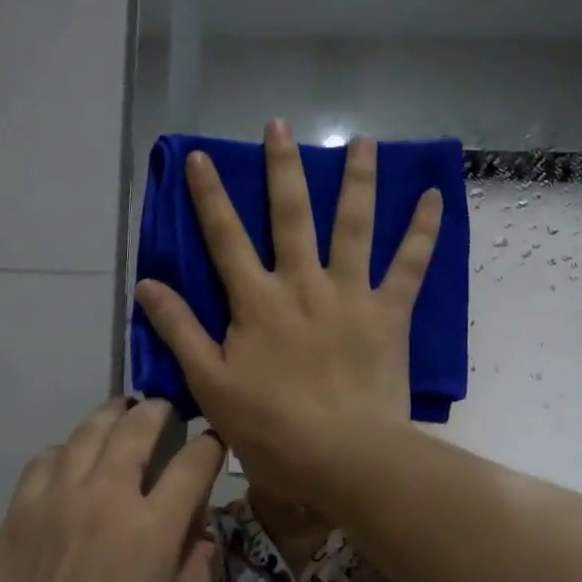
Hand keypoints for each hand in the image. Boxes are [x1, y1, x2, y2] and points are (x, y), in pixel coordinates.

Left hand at [0, 399, 223, 581]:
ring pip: (88, 432)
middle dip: (157, 410)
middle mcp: (108, 496)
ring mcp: (59, 497)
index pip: (193, 463)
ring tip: (120, 411)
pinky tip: (71, 458)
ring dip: (111, 415)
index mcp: (153, 526)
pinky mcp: (22, 508)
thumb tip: (200, 538)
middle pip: (136, 428)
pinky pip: (47, 457)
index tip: (214, 441)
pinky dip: (66, 449)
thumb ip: (199, 578)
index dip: (209, 445)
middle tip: (164, 407)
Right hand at [134, 120, 440, 501]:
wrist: (342, 455)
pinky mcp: (388, 313)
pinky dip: (422, 231)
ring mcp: (349, 294)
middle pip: (290, 215)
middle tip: (281, 126)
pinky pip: (409, 265)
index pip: (225, 238)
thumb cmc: (270, 426)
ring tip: (363, 141)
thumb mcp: (210, 383)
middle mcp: (302, 283)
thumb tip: (148, 285)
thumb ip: (180, 330)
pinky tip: (432, 198)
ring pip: (353, 225)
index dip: (209, 196)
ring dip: (357, 181)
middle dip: (283, 168)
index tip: (200, 157)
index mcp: (256, 301)